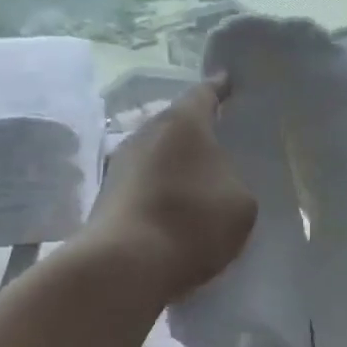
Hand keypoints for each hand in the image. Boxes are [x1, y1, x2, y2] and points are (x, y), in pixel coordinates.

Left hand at [83, 80, 256, 301]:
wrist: (125, 264)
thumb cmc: (192, 221)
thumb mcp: (241, 204)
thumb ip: (234, 182)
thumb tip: (218, 183)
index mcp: (183, 123)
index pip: (204, 93)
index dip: (219, 88)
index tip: (227, 82)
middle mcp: (146, 132)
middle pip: (175, 123)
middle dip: (194, 131)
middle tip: (216, 141)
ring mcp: (120, 164)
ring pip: (155, 153)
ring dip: (173, 163)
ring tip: (196, 180)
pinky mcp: (105, 196)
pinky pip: (142, 183)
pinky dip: (158, 190)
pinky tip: (172, 209)